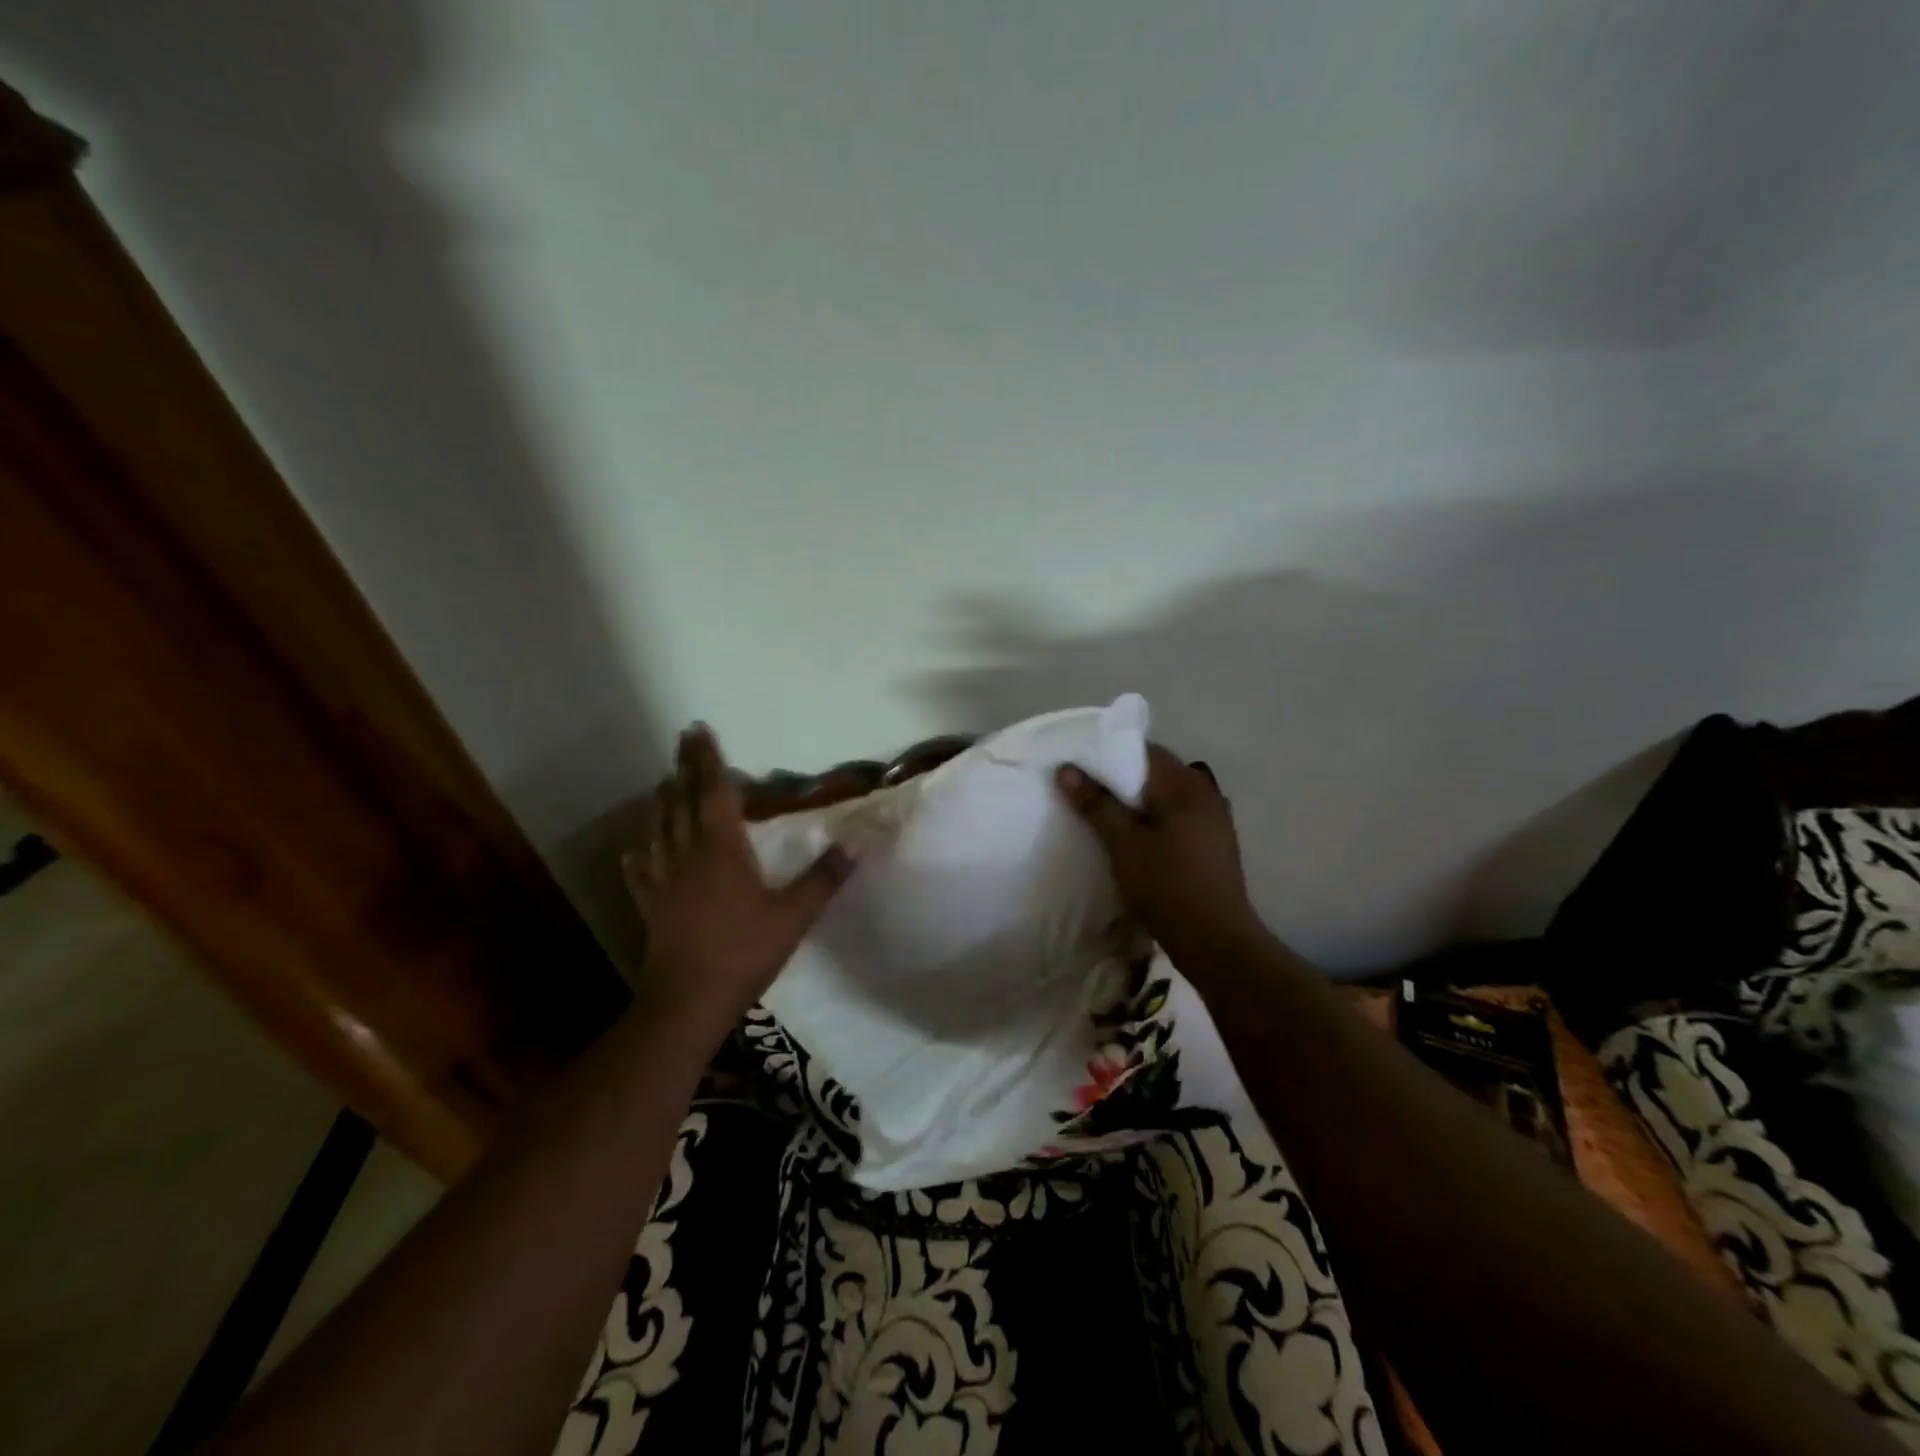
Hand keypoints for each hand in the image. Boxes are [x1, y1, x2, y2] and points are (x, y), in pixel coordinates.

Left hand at [623, 725, 855, 1041]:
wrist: (689, 1002)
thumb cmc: (744, 953)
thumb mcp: (795, 915)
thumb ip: (825, 877)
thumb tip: (860, 842)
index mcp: (723, 850)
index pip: (714, 794)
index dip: (708, 761)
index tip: (699, 731)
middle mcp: (688, 857)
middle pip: (682, 804)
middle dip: (683, 770)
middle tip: (681, 742)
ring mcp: (664, 883)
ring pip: (658, 832)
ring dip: (660, 804)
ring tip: (661, 784)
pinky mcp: (652, 909)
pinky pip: (641, 875)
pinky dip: (638, 858)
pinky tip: (633, 851)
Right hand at [1056, 746, 1265, 964]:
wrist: (1215, 942)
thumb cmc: (1167, 885)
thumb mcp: (1123, 843)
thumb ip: (1095, 803)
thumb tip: (1066, 769)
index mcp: (1186, 784)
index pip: (1145, 750)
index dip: (1110, 753)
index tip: (1081, 767)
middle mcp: (1206, 793)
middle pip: (1156, 773)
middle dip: (1121, 781)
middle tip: (1086, 793)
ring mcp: (1215, 820)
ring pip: (1167, 798)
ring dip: (1138, 804)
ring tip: (1105, 817)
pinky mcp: (1214, 845)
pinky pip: (1178, 819)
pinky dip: (1154, 822)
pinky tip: (1136, 841)